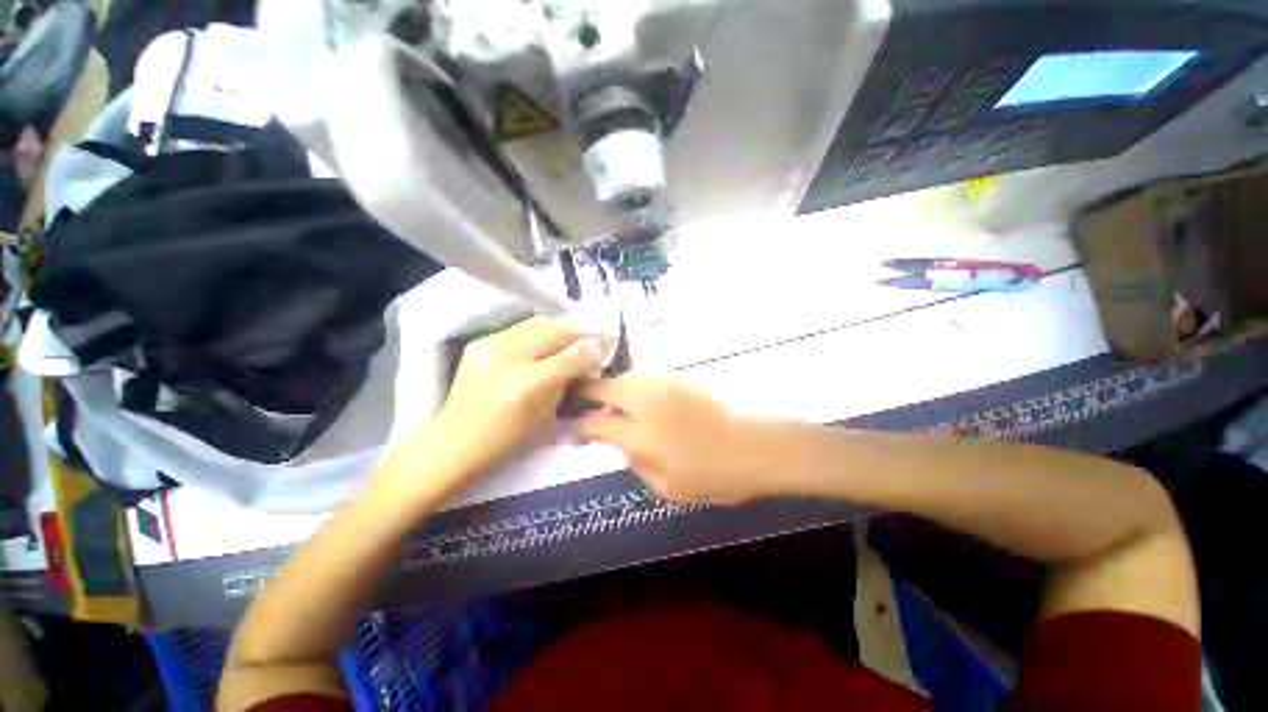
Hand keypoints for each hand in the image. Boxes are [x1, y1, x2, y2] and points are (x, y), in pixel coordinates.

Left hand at [379, 316, 605, 496]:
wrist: (454, 440)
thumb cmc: (505, 438)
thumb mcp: (544, 414)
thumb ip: (567, 380)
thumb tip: (590, 355)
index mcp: (524, 385)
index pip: (567, 357)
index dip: (591, 347)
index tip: (608, 340)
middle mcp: (506, 358)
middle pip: (552, 331)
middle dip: (579, 327)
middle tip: (598, 327)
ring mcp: (489, 346)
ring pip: (536, 323)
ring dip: (561, 324)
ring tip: (578, 326)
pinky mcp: (480, 341)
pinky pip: (520, 328)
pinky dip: (541, 328)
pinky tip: (552, 334)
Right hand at [578, 375, 783, 503]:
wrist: (755, 446)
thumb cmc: (712, 475)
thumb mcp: (666, 486)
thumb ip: (635, 461)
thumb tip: (621, 443)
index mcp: (639, 433)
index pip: (594, 423)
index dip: (578, 427)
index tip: (572, 431)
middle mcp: (645, 401)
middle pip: (603, 388)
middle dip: (586, 395)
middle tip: (583, 407)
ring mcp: (663, 384)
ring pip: (624, 378)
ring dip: (611, 389)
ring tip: (611, 405)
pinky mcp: (679, 378)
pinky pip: (645, 378)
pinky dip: (633, 387)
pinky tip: (639, 401)